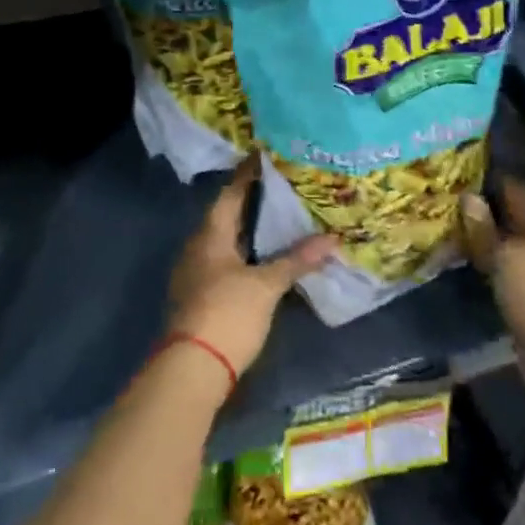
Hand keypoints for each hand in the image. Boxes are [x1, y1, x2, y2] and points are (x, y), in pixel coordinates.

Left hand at [168, 156, 335, 381]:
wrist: (191, 370)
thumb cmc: (227, 314)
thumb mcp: (266, 286)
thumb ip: (296, 260)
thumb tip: (332, 239)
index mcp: (210, 235)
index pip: (230, 193)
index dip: (248, 174)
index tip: (265, 155)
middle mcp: (198, 247)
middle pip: (226, 214)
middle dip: (251, 200)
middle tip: (281, 185)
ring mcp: (196, 272)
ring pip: (225, 239)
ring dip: (248, 228)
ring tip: (278, 217)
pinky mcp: (200, 295)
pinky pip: (224, 260)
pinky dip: (245, 252)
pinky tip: (264, 256)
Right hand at [461, 177, 524, 365]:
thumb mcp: (506, 259)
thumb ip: (485, 230)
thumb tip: (468, 196)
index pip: (516, 190)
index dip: (492, 177)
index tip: (462, 169)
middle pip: (509, 218)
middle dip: (482, 209)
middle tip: (446, 200)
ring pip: (504, 245)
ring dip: (481, 238)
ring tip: (448, 228)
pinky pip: (501, 271)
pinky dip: (484, 264)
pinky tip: (464, 261)